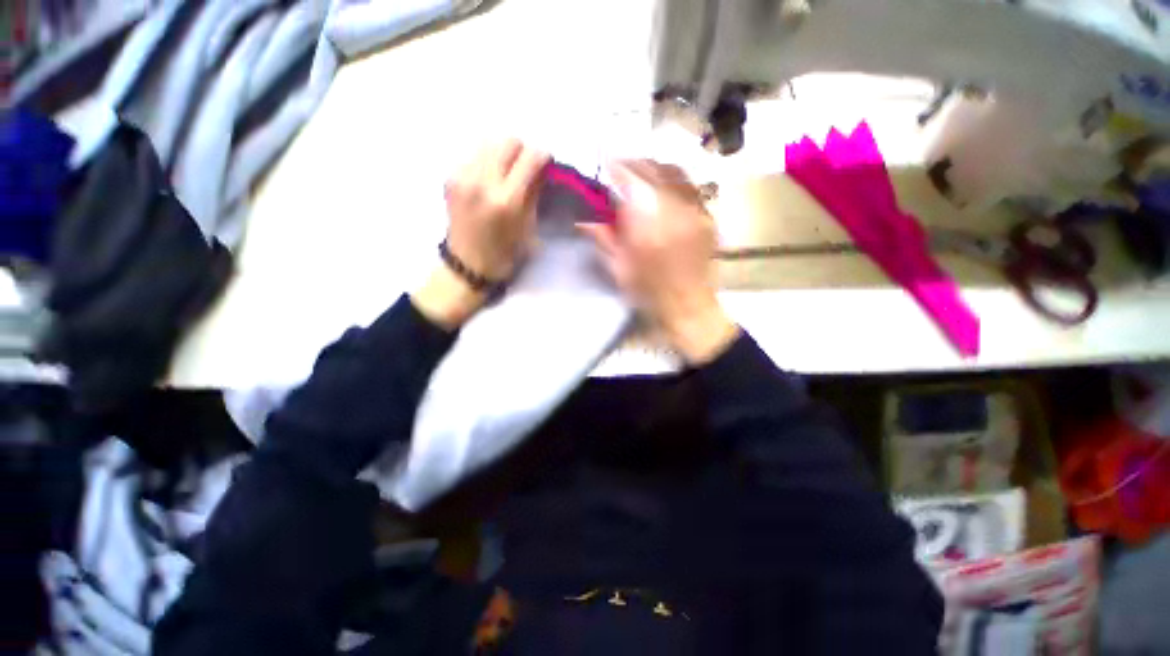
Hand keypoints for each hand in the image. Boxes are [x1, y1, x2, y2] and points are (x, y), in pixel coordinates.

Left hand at [446, 138, 549, 279]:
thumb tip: (541, 168)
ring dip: (502, 153)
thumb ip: (534, 193)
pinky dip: (486, 161)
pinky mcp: (450, 178)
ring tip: (505, 173)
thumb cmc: (505, 253)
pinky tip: (488, 180)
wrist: (468, 265)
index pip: (530, 157)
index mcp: (507, 200)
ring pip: (488, 142)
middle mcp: (482, 182)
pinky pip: (473, 155)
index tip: (546, 163)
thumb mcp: (528, 227)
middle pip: (507, 140)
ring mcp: (462, 177)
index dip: (543, 156)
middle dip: (521, 150)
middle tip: (525, 167)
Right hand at [579, 160, 738, 363]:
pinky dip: (672, 180)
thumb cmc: (649, 292)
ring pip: (673, 170)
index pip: (629, 177)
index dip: (614, 165)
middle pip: (652, 167)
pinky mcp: (707, 215)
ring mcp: (696, 209)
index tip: (603, 161)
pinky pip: (689, 185)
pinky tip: (663, 189)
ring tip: (641, 175)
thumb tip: (582, 218)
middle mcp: (675, 207)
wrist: (689, 305)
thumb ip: (602, 237)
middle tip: (619, 168)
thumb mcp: (619, 267)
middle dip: (632, 163)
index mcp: (648, 223)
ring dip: (653, 167)